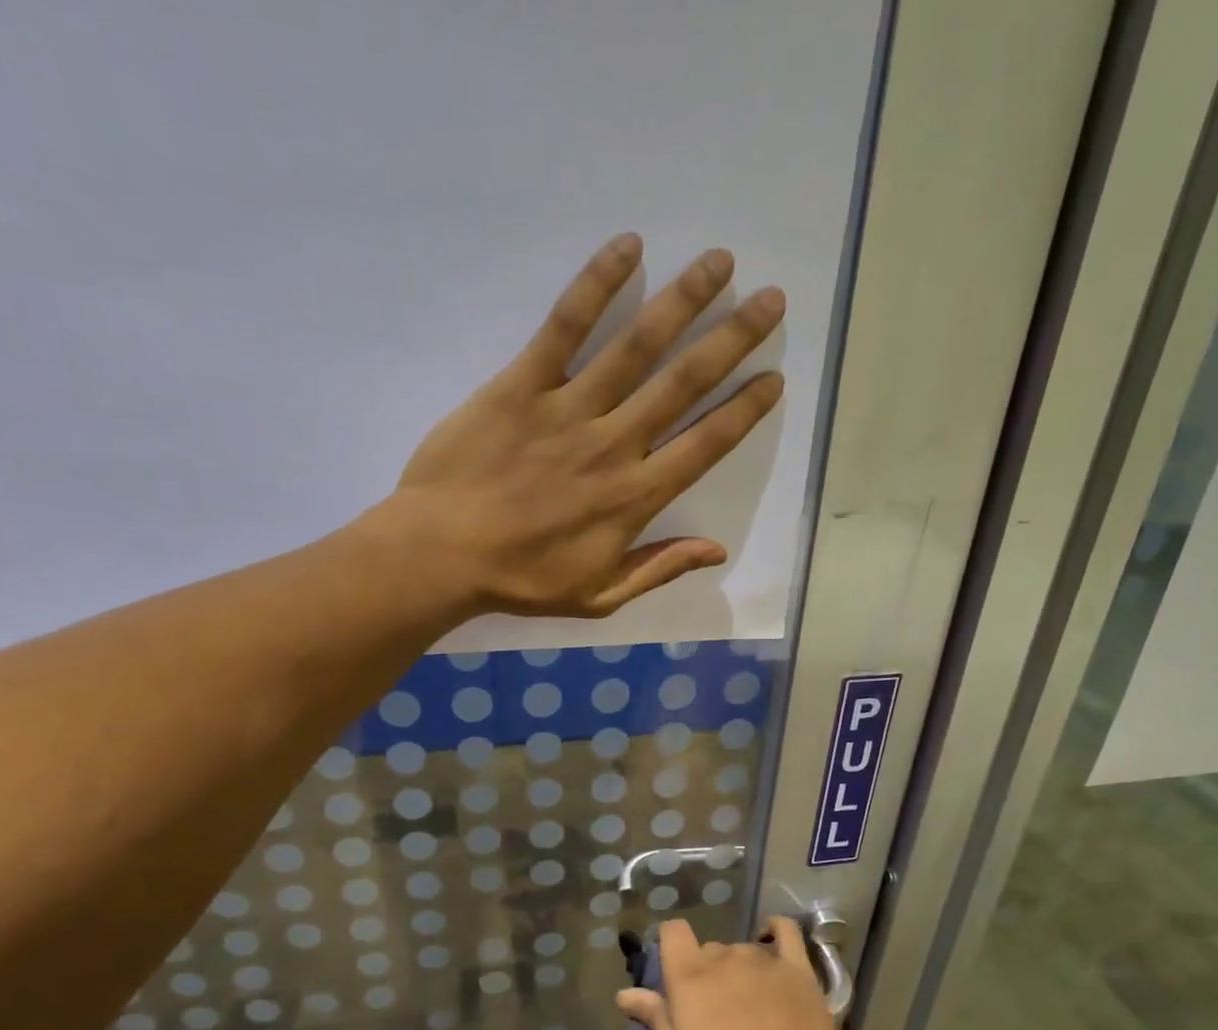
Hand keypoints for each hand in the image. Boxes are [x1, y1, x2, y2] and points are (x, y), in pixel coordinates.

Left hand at [387, 233, 784, 617]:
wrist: (443, 554)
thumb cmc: (522, 580)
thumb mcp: (599, 596)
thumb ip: (658, 568)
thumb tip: (716, 550)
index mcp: (635, 497)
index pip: (706, 444)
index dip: (744, 410)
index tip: (774, 377)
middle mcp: (614, 444)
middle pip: (684, 383)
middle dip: (733, 339)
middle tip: (770, 299)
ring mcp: (568, 409)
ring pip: (636, 346)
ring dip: (683, 300)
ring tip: (719, 262)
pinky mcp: (522, 385)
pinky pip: (564, 327)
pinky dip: (596, 285)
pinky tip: (628, 247)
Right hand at [617, 917, 883, 1029]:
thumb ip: (656, 1021)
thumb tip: (624, 994)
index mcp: (689, 978)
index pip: (673, 932)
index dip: (671, 946)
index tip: (674, 974)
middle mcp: (723, 958)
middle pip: (708, 948)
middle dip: (706, 972)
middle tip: (714, 1011)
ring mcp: (763, 960)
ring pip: (741, 949)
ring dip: (738, 968)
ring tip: (749, 1002)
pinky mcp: (798, 967)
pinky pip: (785, 931)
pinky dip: (775, 932)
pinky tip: (772, 942)